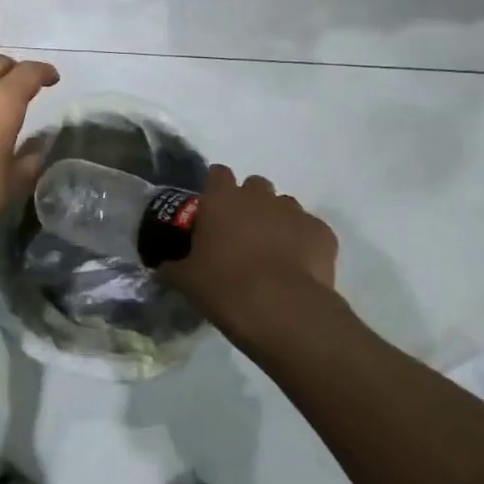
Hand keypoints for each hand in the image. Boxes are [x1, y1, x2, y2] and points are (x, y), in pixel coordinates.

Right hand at [163, 165, 337, 328]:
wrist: (281, 309)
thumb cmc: (224, 286)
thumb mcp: (186, 280)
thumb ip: (173, 267)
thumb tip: (161, 269)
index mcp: (221, 200)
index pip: (218, 174)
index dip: (215, 187)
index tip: (212, 207)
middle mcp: (259, 197)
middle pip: (255, 185)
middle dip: (250, 202)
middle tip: (242, 231)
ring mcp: (294, 212)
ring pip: (285, 205)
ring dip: (277, 220)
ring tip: (272, 250)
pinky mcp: (322, 232)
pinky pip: (310, 229)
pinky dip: (304, 241)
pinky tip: (298, 265)